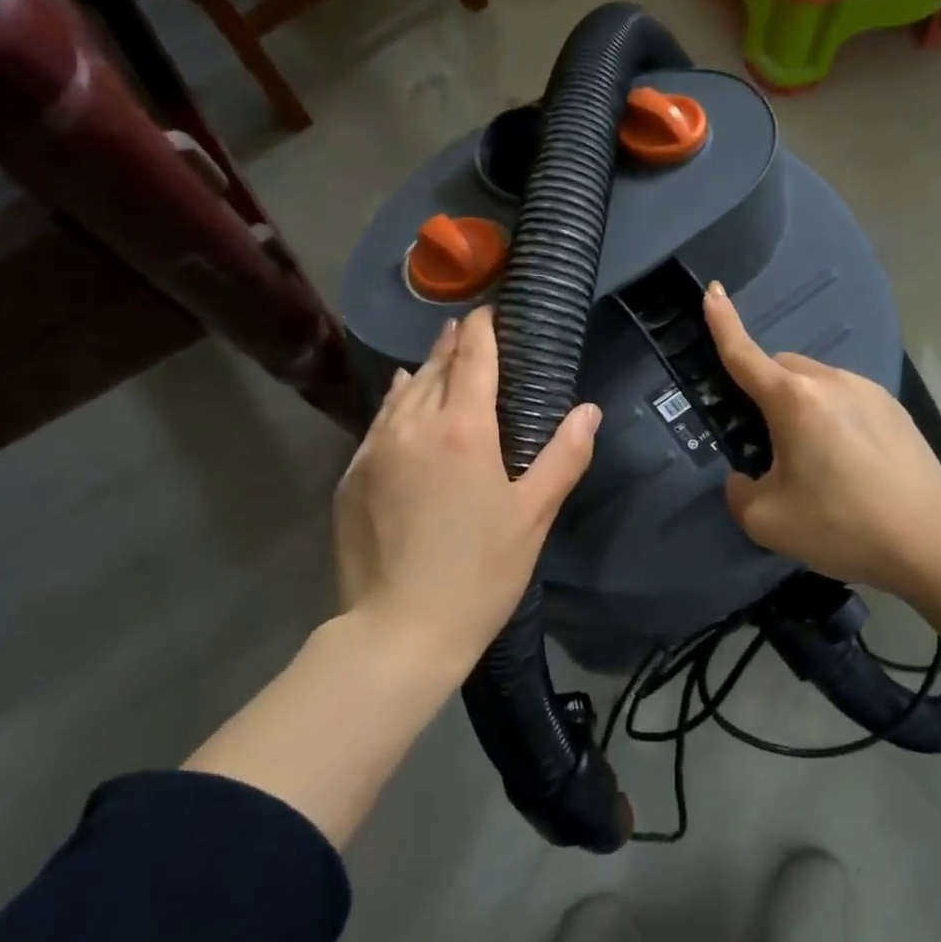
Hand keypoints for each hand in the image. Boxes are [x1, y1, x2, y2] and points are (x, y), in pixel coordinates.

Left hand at [333, 306, 600, 674]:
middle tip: (470, 329)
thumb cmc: (480, 572)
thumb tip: (588, 410)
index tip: (490, 310)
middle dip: (454, 343)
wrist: (397, 631)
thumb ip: (565, 455)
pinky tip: (404, 401)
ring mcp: (375, 448)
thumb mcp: (534, 515)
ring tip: (440, 356)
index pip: (473, 357)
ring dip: (424, 368)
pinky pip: (380, 420)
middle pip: (434, 366)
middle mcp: (414, 425)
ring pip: (402, 390)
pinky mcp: (352, 475)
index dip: (483, 329)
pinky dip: (398, 401)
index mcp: (463, 428)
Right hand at [702, 282, 940, 597]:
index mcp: (794, 399)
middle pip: (781, 370)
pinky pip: (847, 398)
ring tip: (815, 461)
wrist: (930, 540)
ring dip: (801, 406)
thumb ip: (739, 493)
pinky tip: (849, 462)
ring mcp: (869, 390)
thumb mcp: (768, 521)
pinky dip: (833, 416)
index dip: (723, 323)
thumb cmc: (842, 525)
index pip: (745, 354)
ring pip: (816, 384)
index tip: (713, 291)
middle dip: (764, 392)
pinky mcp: (895, 407)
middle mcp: (831, 381)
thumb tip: (745, 477)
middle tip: (767, 444)